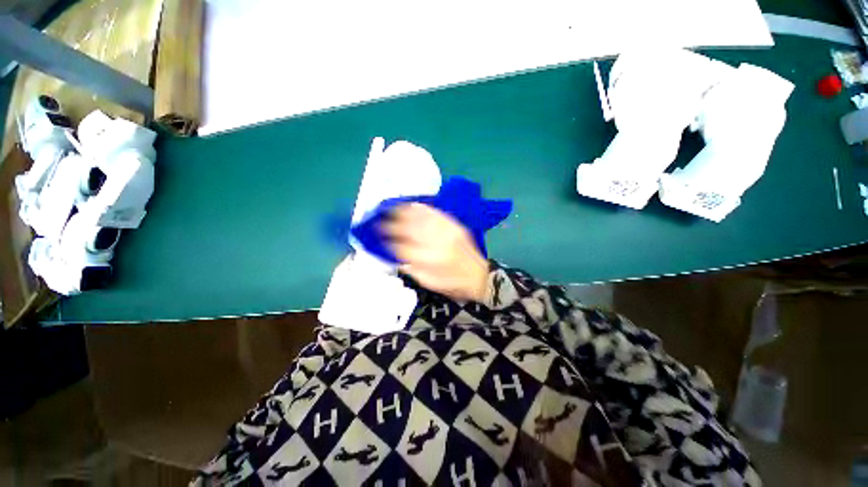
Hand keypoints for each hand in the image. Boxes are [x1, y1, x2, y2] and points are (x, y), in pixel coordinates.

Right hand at [381, 203, 488, 301]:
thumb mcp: (429, 283)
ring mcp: (448, 232)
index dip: (390, 241)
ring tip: (393, 208)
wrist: (479, 276)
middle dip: (394, 224)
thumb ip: (411, 269)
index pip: (403, 248)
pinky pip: (437, 214)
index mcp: (430, 261)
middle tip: (382, 221)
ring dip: (405, 212)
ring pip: (422, 218)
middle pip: (411, 229)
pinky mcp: (456, 226)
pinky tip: (413, 204)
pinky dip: (423, 208)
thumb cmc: (453, 284)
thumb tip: (395, 257)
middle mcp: (438, 244)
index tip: (380, 237)